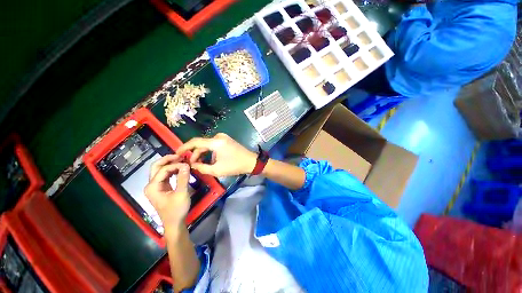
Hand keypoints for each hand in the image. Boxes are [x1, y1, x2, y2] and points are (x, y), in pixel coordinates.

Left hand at [144, 154, 190, 230]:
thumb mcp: (181, 194)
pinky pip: (165, 175)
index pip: (163, 170)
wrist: (174, 223)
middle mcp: (151, 185)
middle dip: (168, 160)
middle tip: (180, 156)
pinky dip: (172, 170)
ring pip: (160, 170)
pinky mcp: (161, 188)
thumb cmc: (176, 210)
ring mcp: (156, 187)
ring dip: (170, 164)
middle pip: (156, 167)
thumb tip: (186, 165)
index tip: (187, 164)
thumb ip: (183, 178)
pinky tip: (180, 169)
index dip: (175, 165)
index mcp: (153, 186)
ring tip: (182, 161)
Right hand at [176, 133, 256, 176]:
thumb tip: (192, 165)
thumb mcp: (217, 170)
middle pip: (201, 144)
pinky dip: (209, 152)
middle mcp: (218, 137)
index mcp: (215, 142)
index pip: (195, 142)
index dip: (184, 147)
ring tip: (200, 164)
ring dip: (202, 154)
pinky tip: (209, 160)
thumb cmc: (235, 166)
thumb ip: (202, 168)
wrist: (251, 162)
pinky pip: (213, 145)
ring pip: (207, 145)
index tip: (177, 153)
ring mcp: (223, 138)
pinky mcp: (226, 140)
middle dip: (194, 154)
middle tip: (191, 164)